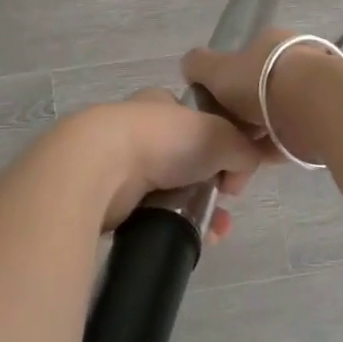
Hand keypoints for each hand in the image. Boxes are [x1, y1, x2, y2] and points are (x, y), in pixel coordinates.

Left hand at [73, 88, 272, 238]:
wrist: (99, 169)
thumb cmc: (163, 140)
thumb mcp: (221, 136)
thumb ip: (243, 149)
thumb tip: (241, 172)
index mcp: (160, 105)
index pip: (197, 120)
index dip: (221, 143)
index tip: (234, 166)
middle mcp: (138, 130)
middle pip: (186, 160)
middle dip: (212, 184)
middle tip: (227, 202)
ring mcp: (119, 165)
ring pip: (171, 191)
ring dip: (198, 210)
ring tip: (215, 229)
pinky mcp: (107, 199)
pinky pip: (150, 215)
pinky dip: (173, 226)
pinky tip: (190, 237)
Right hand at [182, 29, 340, 164]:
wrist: (313, 105)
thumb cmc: (261, 81)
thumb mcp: (216, 69)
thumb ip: (198, 66)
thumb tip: (189, 67)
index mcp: (270, 43)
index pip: (244, 60)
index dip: (225, 84)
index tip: (214, 107)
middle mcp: (293, 61)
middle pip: (259, 90)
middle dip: (241, 115)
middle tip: (224, 137)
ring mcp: (311, 90)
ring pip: (275, 116)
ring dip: (256, 136)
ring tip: (235, 158)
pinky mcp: (322, 118)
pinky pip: (289, 136)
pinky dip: (271, 149)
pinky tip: (253, 163)